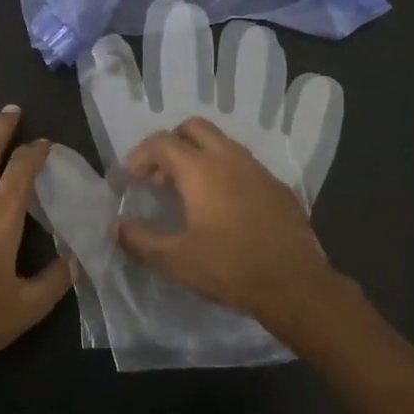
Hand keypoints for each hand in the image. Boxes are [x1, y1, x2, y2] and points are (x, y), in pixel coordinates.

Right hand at [118, 118, 341, 338]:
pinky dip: (223, 172)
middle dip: (170, 144)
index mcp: (201, 170)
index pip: (162, 142)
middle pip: (194, 128)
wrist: (295, 285)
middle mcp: (230, 158)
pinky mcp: (277, 186)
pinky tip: (222, 207)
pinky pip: (243, 165)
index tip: (131, 179)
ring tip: (187, 192)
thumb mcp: (176, 260)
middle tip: (159, 177)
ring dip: (198, 156)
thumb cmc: (230, 268)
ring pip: (221, 143)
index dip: (140, 156)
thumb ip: (141, 240)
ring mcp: (258, 170)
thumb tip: (119, 227)